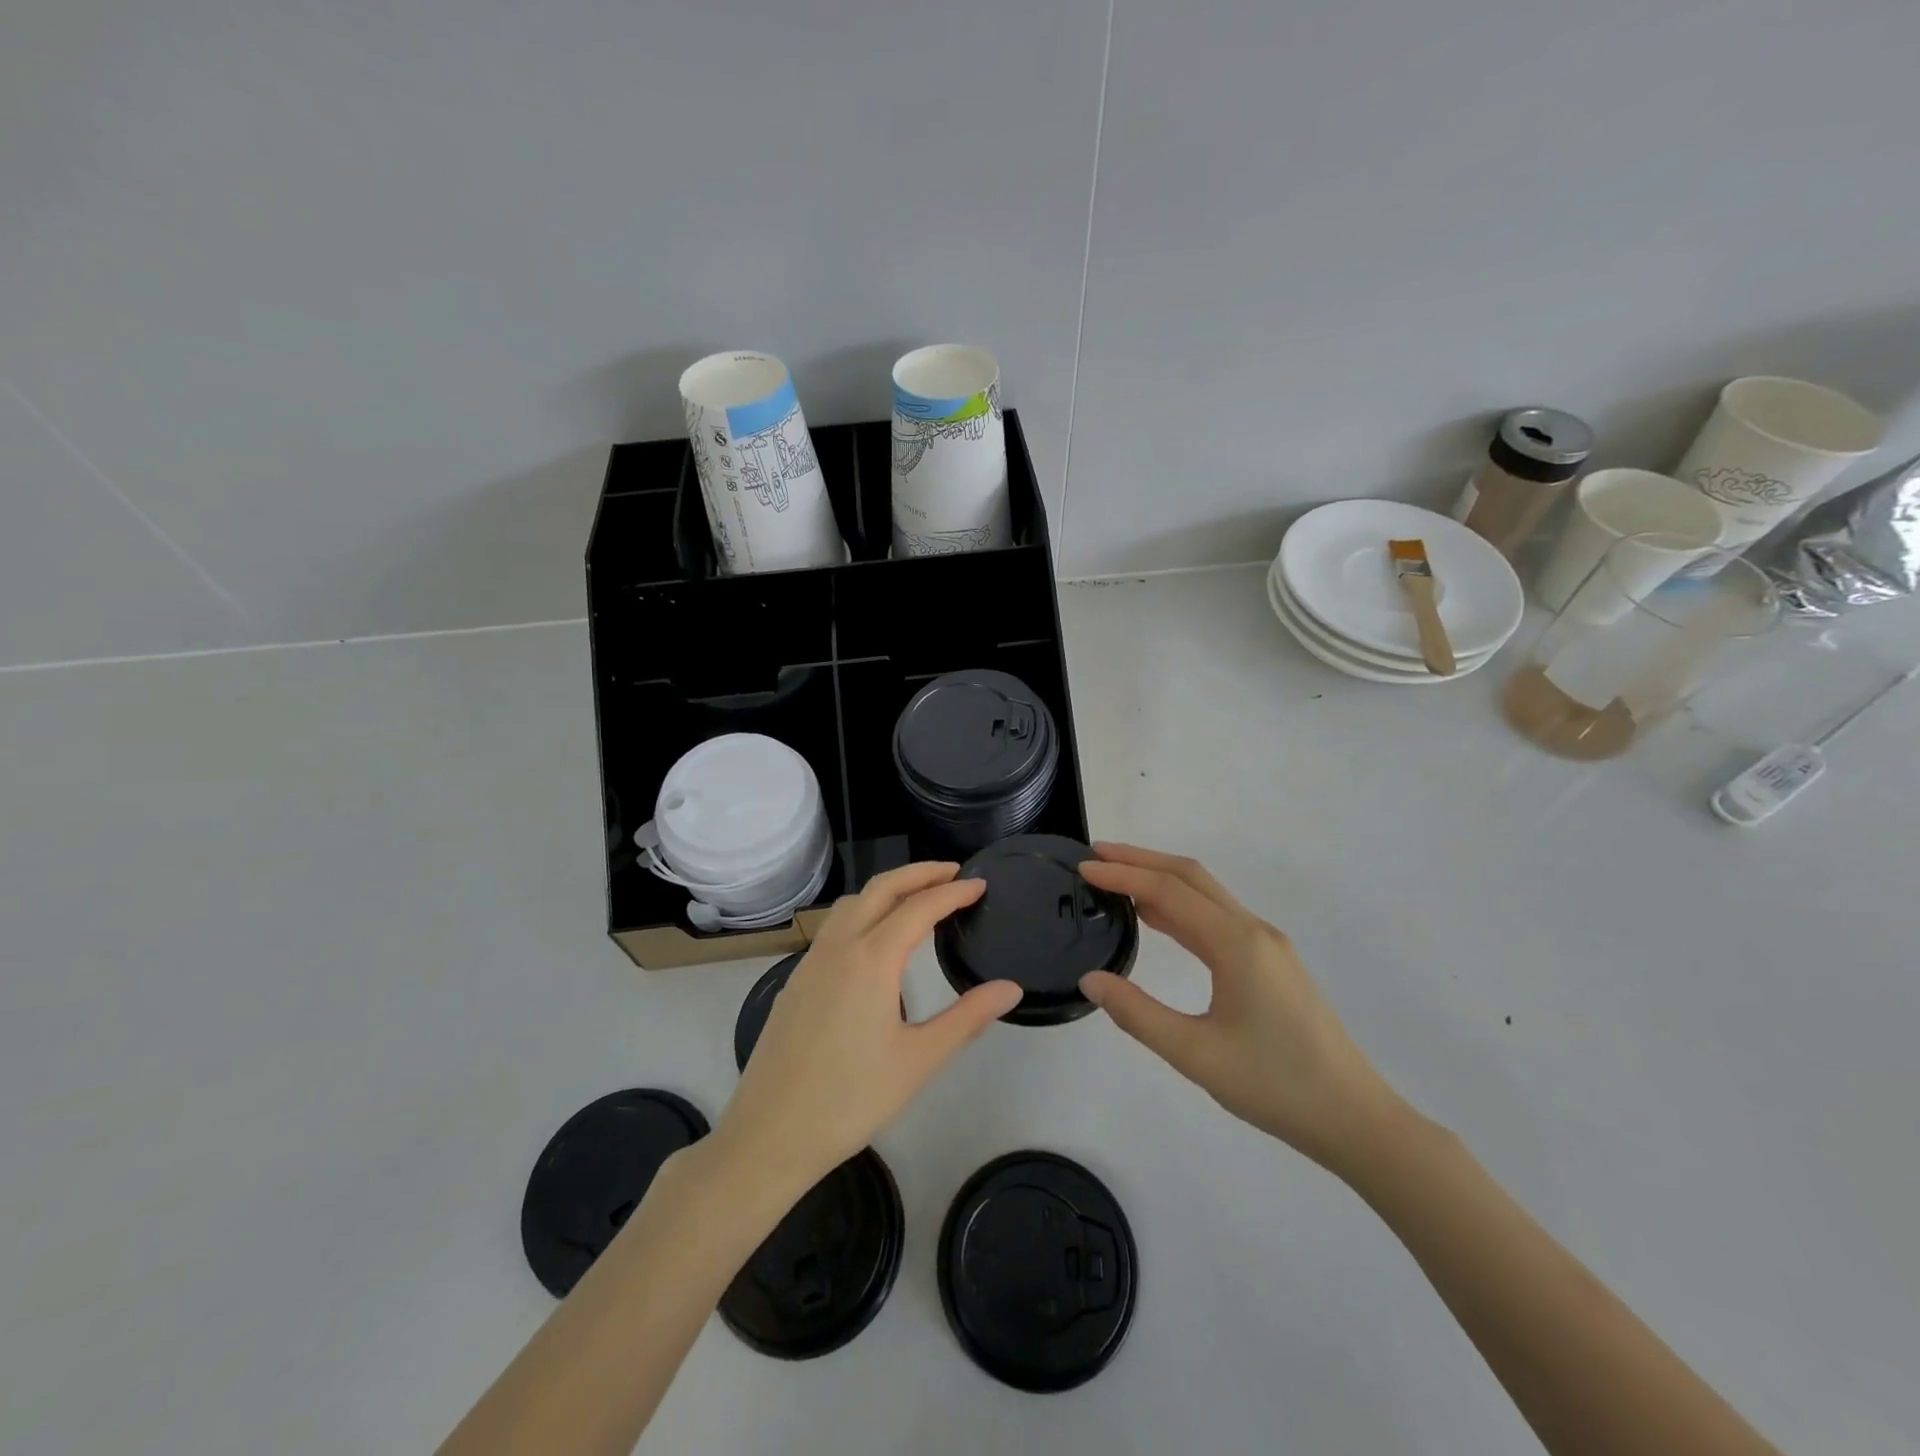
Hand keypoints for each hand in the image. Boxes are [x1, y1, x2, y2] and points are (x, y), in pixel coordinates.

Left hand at [712, 862, 1022, 1197]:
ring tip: (917, 898)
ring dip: (887, 890)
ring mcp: (811, 962)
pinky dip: (863, 913)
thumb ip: (967, 1018)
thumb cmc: (850, 1099)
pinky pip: (833, 928)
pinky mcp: (795, 981)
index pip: (920, 907)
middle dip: (918, 873)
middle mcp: (838, 947)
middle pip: (881, 889)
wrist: (769, 1135)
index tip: (980, 885)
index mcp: (872, 960)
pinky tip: (874, 942)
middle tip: (953, 872)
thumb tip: (1010, 988)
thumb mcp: (918, 1061)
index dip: (953, 892)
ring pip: (851, 904)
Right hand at [1078, 843, 1397, 1169]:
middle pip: (1190, 876)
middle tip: (1095, 857)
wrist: (1354, 1118)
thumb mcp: (1195, 1055)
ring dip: (1160, 879)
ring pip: (1205, 894)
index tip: (1083, 869)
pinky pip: (1217, 917)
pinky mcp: (1271, 962)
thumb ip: (1137, 1014)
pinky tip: (1157, 917)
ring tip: (1115, 879)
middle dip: (1141, 860)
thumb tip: (1090, 979)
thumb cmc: (1274, 1085)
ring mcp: (1266, 944)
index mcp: (1236, 943)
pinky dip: (1180, 905)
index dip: (1122, 875)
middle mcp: (1253, 930)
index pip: (1168, 891)